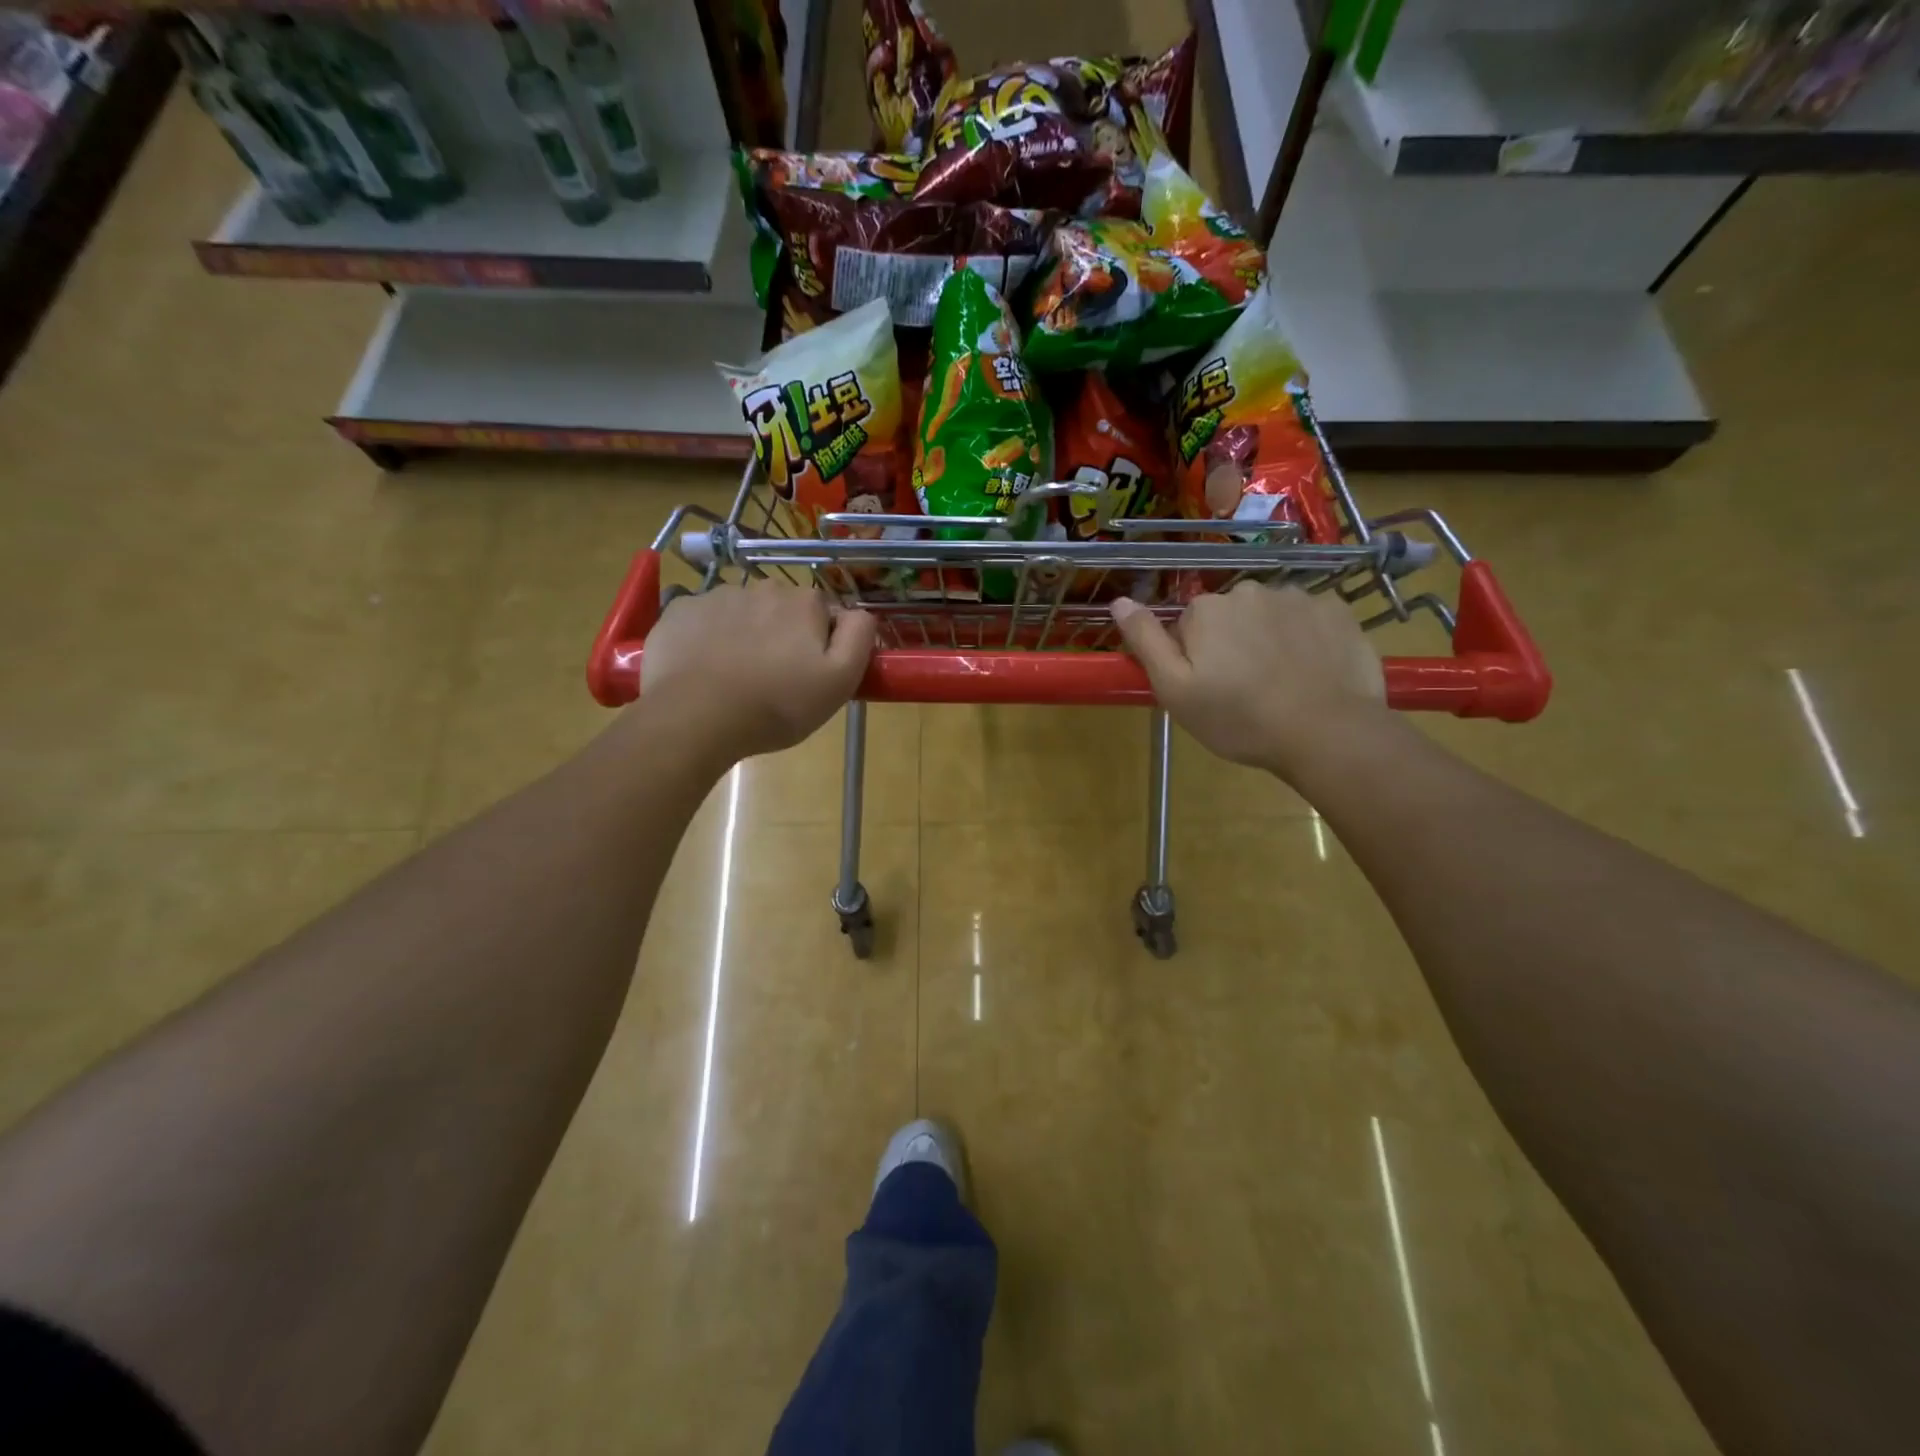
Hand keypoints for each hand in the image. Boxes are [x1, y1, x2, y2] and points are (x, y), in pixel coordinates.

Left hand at [639, 582, 875, 764]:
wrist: (696, 717)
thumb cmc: (777, 705)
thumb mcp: (840, 680)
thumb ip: (859, 637)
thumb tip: (858, 613)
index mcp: (805, 603)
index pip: (823, 615)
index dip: (820, 644)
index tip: (809, 675)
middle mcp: (763, 587)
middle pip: (782, 610)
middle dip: (782, 636)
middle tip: (774, 680)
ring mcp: (717, 595)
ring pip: (742, 613)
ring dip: (744, 635)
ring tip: (736, 678)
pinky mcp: (680, 610)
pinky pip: (704, 619)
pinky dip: (707, 638)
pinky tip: (704, 669)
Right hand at [1110, 583, 1386, 779]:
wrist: (1325, 732)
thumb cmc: (1238, 718)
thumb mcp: (1175, 690)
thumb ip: (1146, 641)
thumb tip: (1119, 601)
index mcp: (1206, 610)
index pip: (1189, 624)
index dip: (1194, 656)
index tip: (1208, 687)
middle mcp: (1249, 591)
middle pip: (1230, 615)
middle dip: (1232, 642)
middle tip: (1243, 689)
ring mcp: (1298, 597)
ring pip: (1270, 615)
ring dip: (1269, 639)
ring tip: (1281, 683)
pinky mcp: (1337, 610)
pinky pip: (1309, 619)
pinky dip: (1307, 638)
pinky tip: (1311, 671)